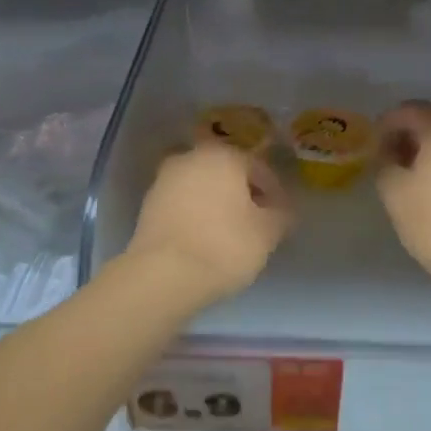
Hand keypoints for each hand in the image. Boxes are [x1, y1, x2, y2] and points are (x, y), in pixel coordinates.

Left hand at [125, 140, 293, 305]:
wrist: (162, 275)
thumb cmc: (223, 246)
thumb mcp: (267, 233)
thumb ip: (281, 215)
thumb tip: (282, 209)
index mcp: (223, 155)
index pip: (259, 167)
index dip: (274, 191)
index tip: (281, 215)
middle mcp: (190, 157)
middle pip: (226, 172)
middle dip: (243, 192)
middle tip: (256, 221)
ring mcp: (164, 180)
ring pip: (202, 186)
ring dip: (217, 202)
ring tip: (230, 232)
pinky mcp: (147, 205)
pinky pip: (182, 203)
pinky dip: (196, 214)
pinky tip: (204, 239)